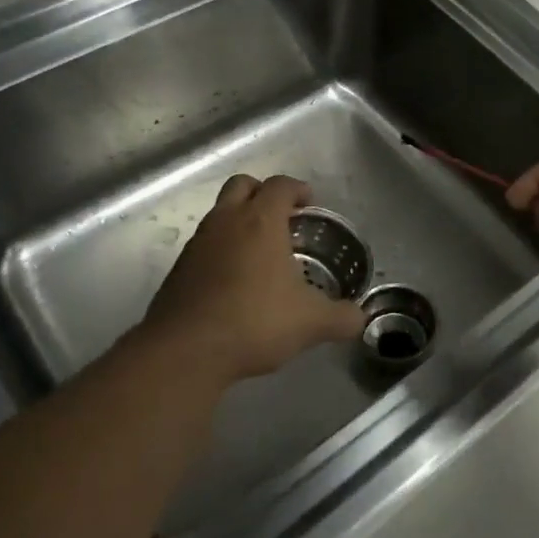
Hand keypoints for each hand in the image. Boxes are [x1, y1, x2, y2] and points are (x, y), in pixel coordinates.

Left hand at [139, 174, 362, 382]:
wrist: (184, 352)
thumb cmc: (254, 322)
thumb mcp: (311, 323)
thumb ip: (342, 318)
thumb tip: (359, 319)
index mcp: (260, 222)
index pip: (280, 185)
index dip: (298, 189)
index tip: (309, 203)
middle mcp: (225, 223)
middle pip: (242, 185)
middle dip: (264, 193)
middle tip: (283, 218)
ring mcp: (197, 244)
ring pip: (220, 214)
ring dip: (240, 222)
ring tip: (262, 254)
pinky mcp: (179, 270)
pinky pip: (205, 245)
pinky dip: (222, 250)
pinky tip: (236, 282)